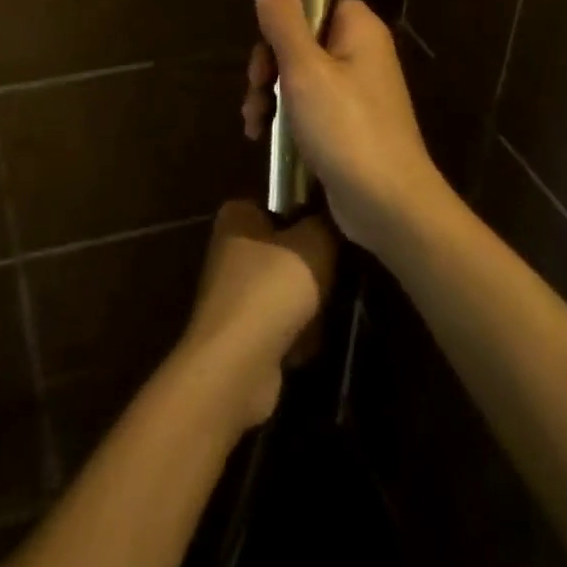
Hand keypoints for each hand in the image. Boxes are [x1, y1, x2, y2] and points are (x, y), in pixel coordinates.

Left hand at [175, 200, 336, 433]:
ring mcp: (234, 292)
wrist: (238, 364)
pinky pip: (281, 324)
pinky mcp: (241, 331)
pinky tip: (307, 342)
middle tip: (336, 276)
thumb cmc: (273, 288)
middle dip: (313, 268)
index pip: (281, 202)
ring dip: (309, 305)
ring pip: (288, 289)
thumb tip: (334, 213)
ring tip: (323, 312)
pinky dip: (296, 334)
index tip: (334, 231)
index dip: (309, 214)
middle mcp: (230, 248)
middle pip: (288, 249)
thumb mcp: (315, 243)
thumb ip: (327, 222)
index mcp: (237, 216)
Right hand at [243, 0, 455, 258]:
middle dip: (268, 60)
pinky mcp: (343, 122)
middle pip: (300, 35)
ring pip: (296, 71)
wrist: (386, 204)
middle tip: (257, 83)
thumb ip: (284, 23)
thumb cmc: (346, 128)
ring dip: (268, 91)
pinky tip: (260, 134)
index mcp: (358, 28)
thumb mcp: (305, 70)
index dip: (285, 6)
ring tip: (254, 119)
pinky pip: (305, 102)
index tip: (259, 28)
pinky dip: (282, 114)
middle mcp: (358, 52)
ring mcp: (352, 89)